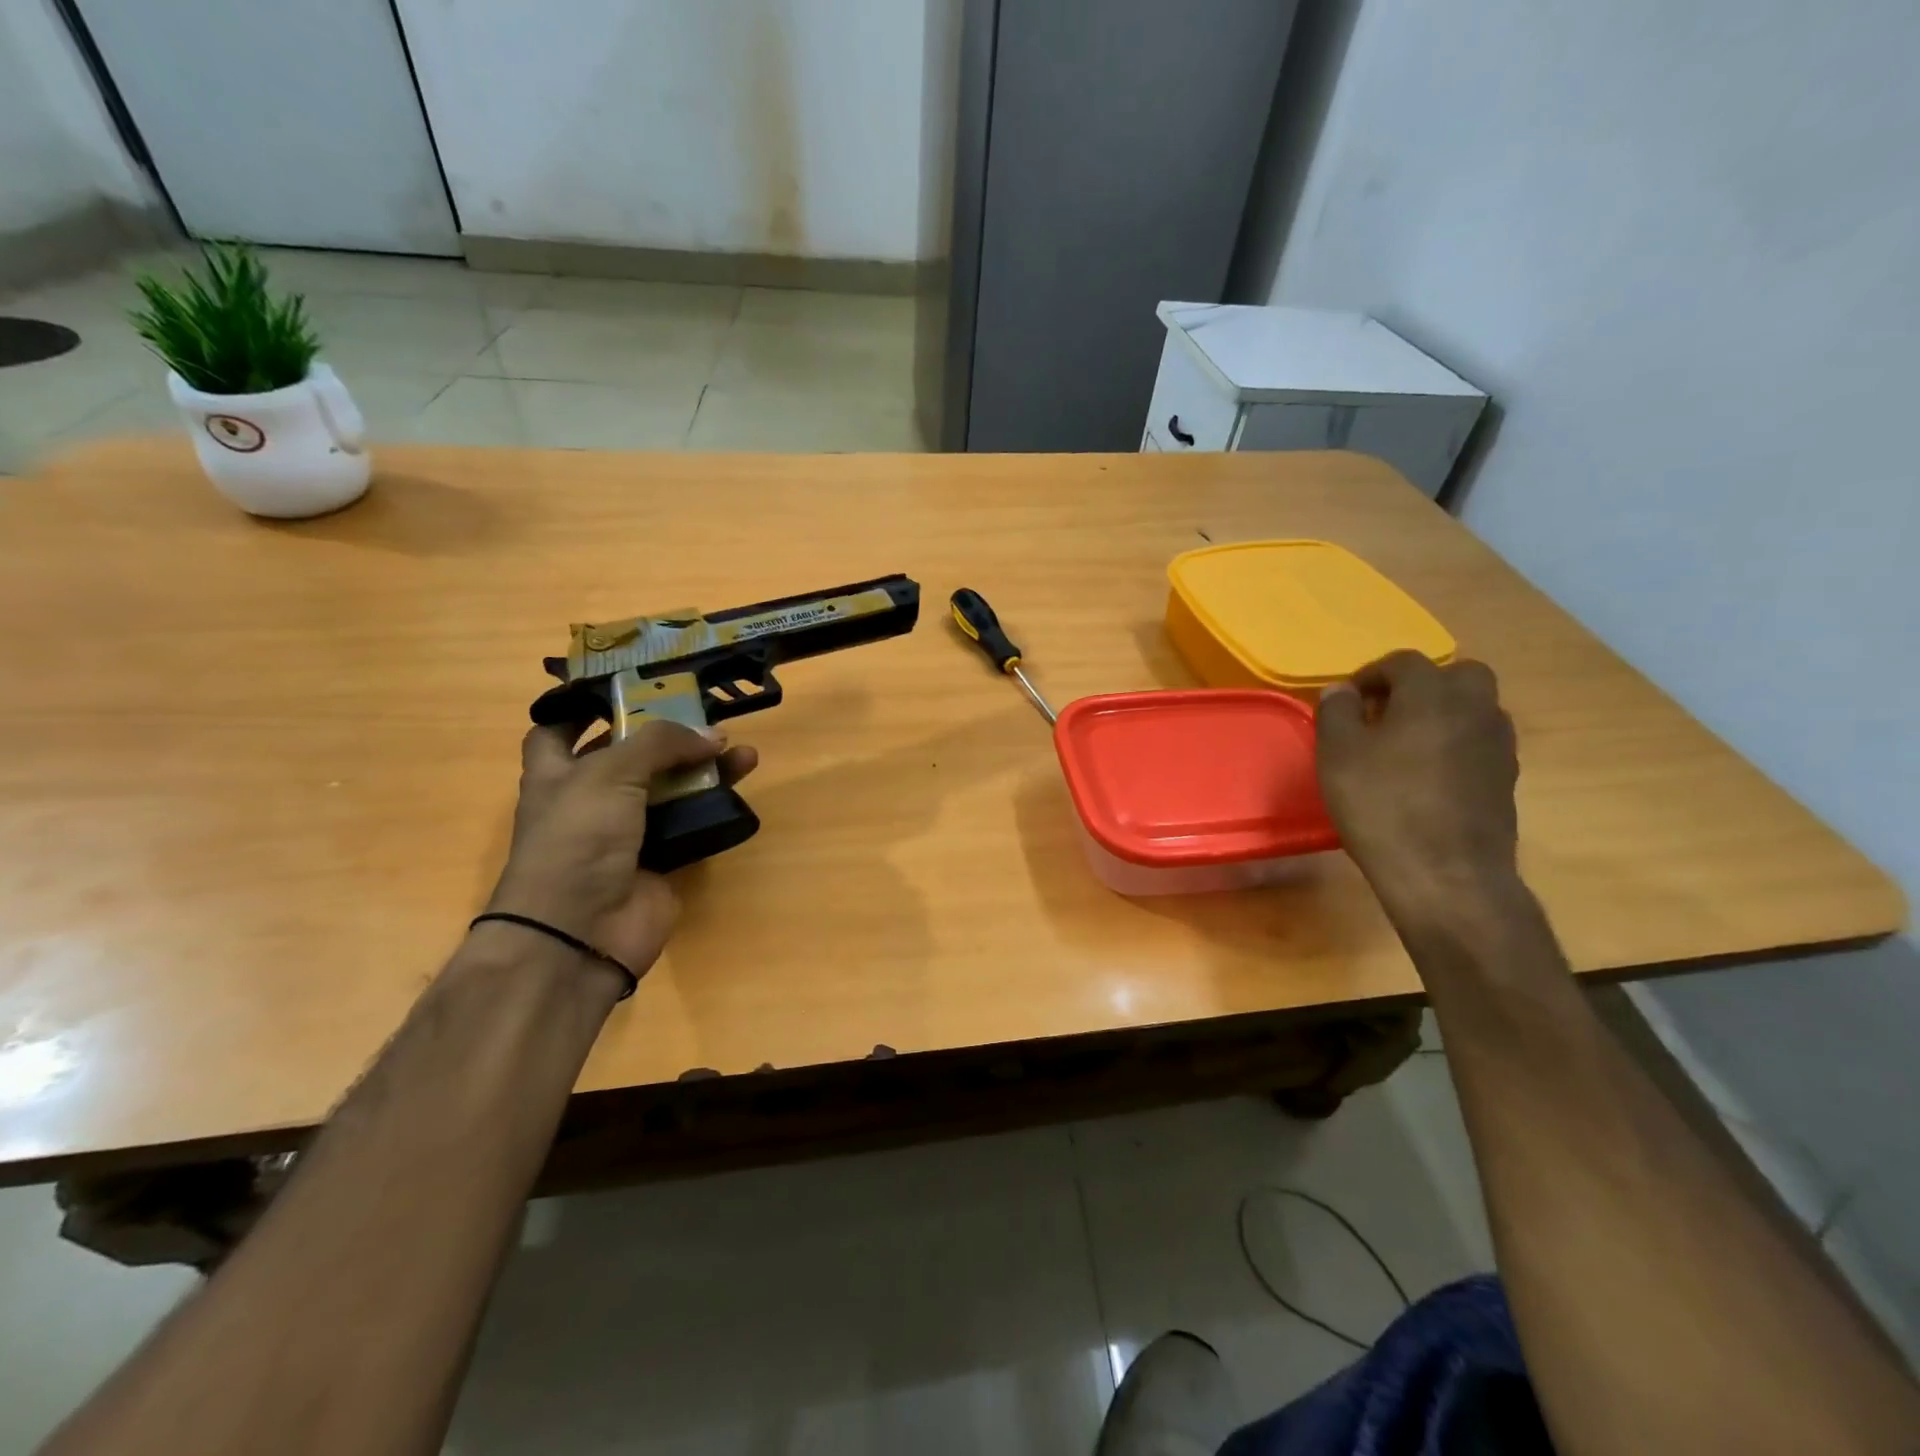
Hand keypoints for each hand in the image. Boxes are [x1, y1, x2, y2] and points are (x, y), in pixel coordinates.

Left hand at [484, 720, 758, 974]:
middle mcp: (590, 800)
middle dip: (665, 735)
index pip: (557, 730)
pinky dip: (714, 805)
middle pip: (630, 756)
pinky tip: (740, 785)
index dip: (582, 708)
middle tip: (704, 714)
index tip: (623, 689)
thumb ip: (660, 743)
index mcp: (556, 774)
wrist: (581, 932)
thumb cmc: (577, 838)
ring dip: (702, 767)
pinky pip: (691, 823)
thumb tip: (713, 735)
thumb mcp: (609, 773)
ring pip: (669, 788)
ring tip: (739, 749)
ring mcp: (626, 832)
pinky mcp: (660, 858)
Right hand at [1315, 650, 1518, 915]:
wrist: (1446, 874)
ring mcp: (1498, 744)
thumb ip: (1337, 713)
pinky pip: (1479, 743)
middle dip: (1421, 686)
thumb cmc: (1382, 806)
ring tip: (1406, 745)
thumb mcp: (1337, 756)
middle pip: (1456, 675)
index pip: (1403, 662)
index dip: (1371, 675)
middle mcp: (1474, 708)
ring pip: (1474, 709)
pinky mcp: (1506, 779)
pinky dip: (1456, 745)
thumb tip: (1343, 691)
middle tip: (1386, 713)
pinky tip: (1428, 776)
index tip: (1347, 701)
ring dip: (1442, 715)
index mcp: (1431, 694)